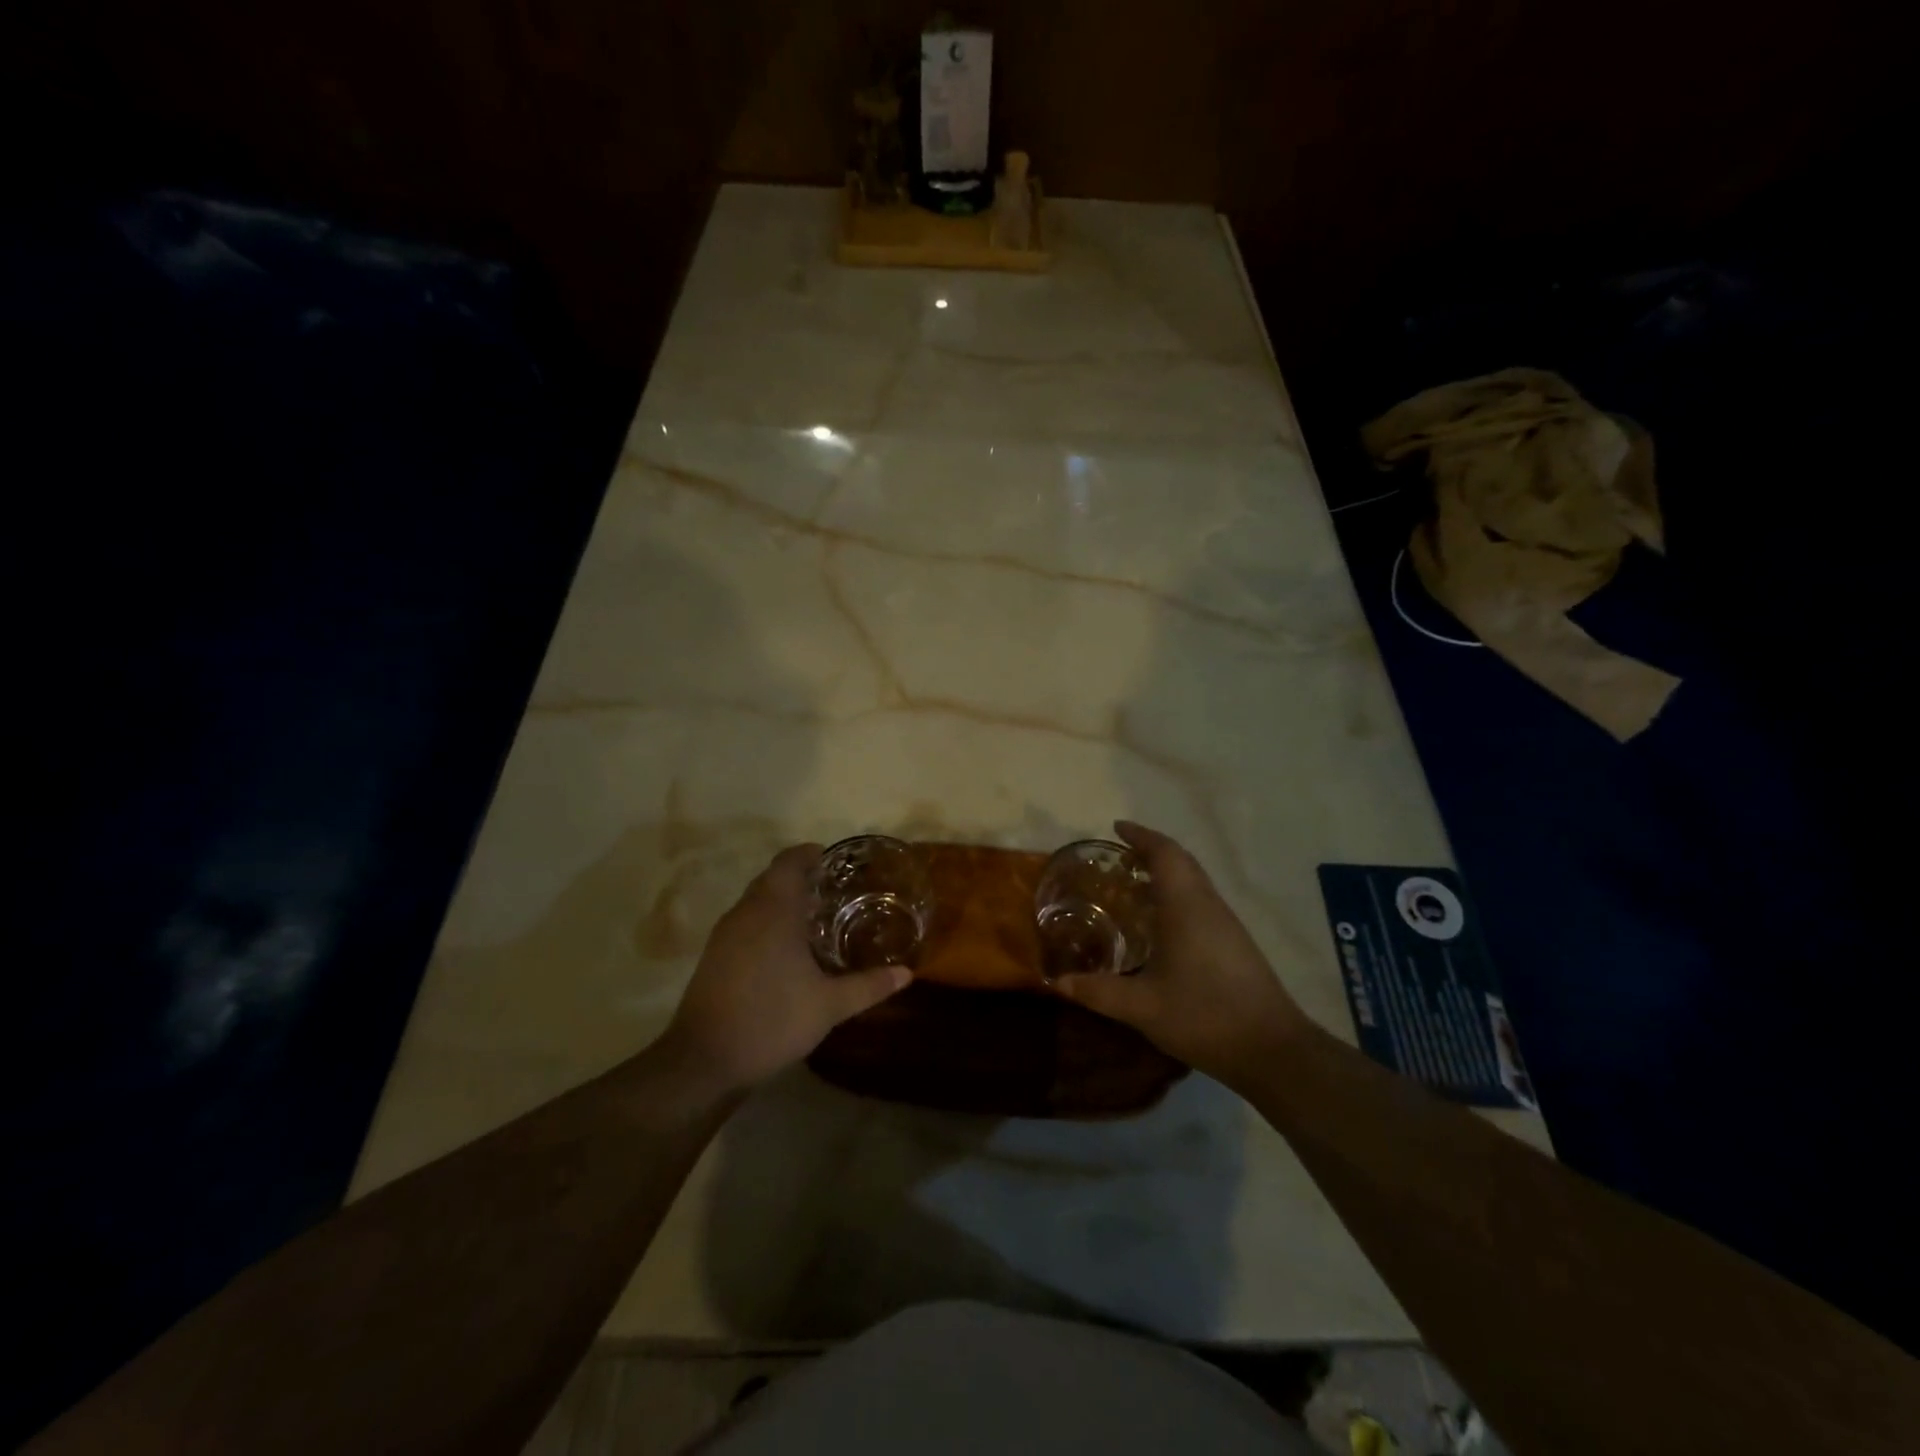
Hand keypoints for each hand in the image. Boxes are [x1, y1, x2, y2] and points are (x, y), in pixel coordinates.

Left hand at [659, 845, 910, 1093]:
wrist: (704, 1060)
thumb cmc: (772, 1020)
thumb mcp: (829, 1006)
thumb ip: (868, 986)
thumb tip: (907, 974)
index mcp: (775, 910)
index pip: (789, 861)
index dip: (810, 855)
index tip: (834, 862)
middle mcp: (747, 912)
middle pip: (772, 877)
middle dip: (800, 877)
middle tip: (833, 892)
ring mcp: (725, 933)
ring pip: (756, 900)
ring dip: (781, 900)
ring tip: (814, 919)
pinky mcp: (714, 955)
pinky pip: (745, 922)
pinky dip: (766, 922)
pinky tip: (784, 950)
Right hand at [1055, 822, 1309, 1087]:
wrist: (1272, 1050)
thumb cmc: (1204, 1015)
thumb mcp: (1142, 1007)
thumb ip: (1098, 991)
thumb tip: (1056, 982)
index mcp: (1185, 906)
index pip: (1165, 853)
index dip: (1141, 836)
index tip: (1116, 828)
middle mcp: (1208, 905)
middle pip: (1181, 861)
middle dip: (1150, 851)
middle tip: (1118, 857)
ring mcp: (1226, 924)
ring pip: (1193, 881)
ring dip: (1165, 874)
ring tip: (1131, 886)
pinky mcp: (1235, 943)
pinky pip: (1200, 901)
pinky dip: (1176, 895)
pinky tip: (1159, 924)